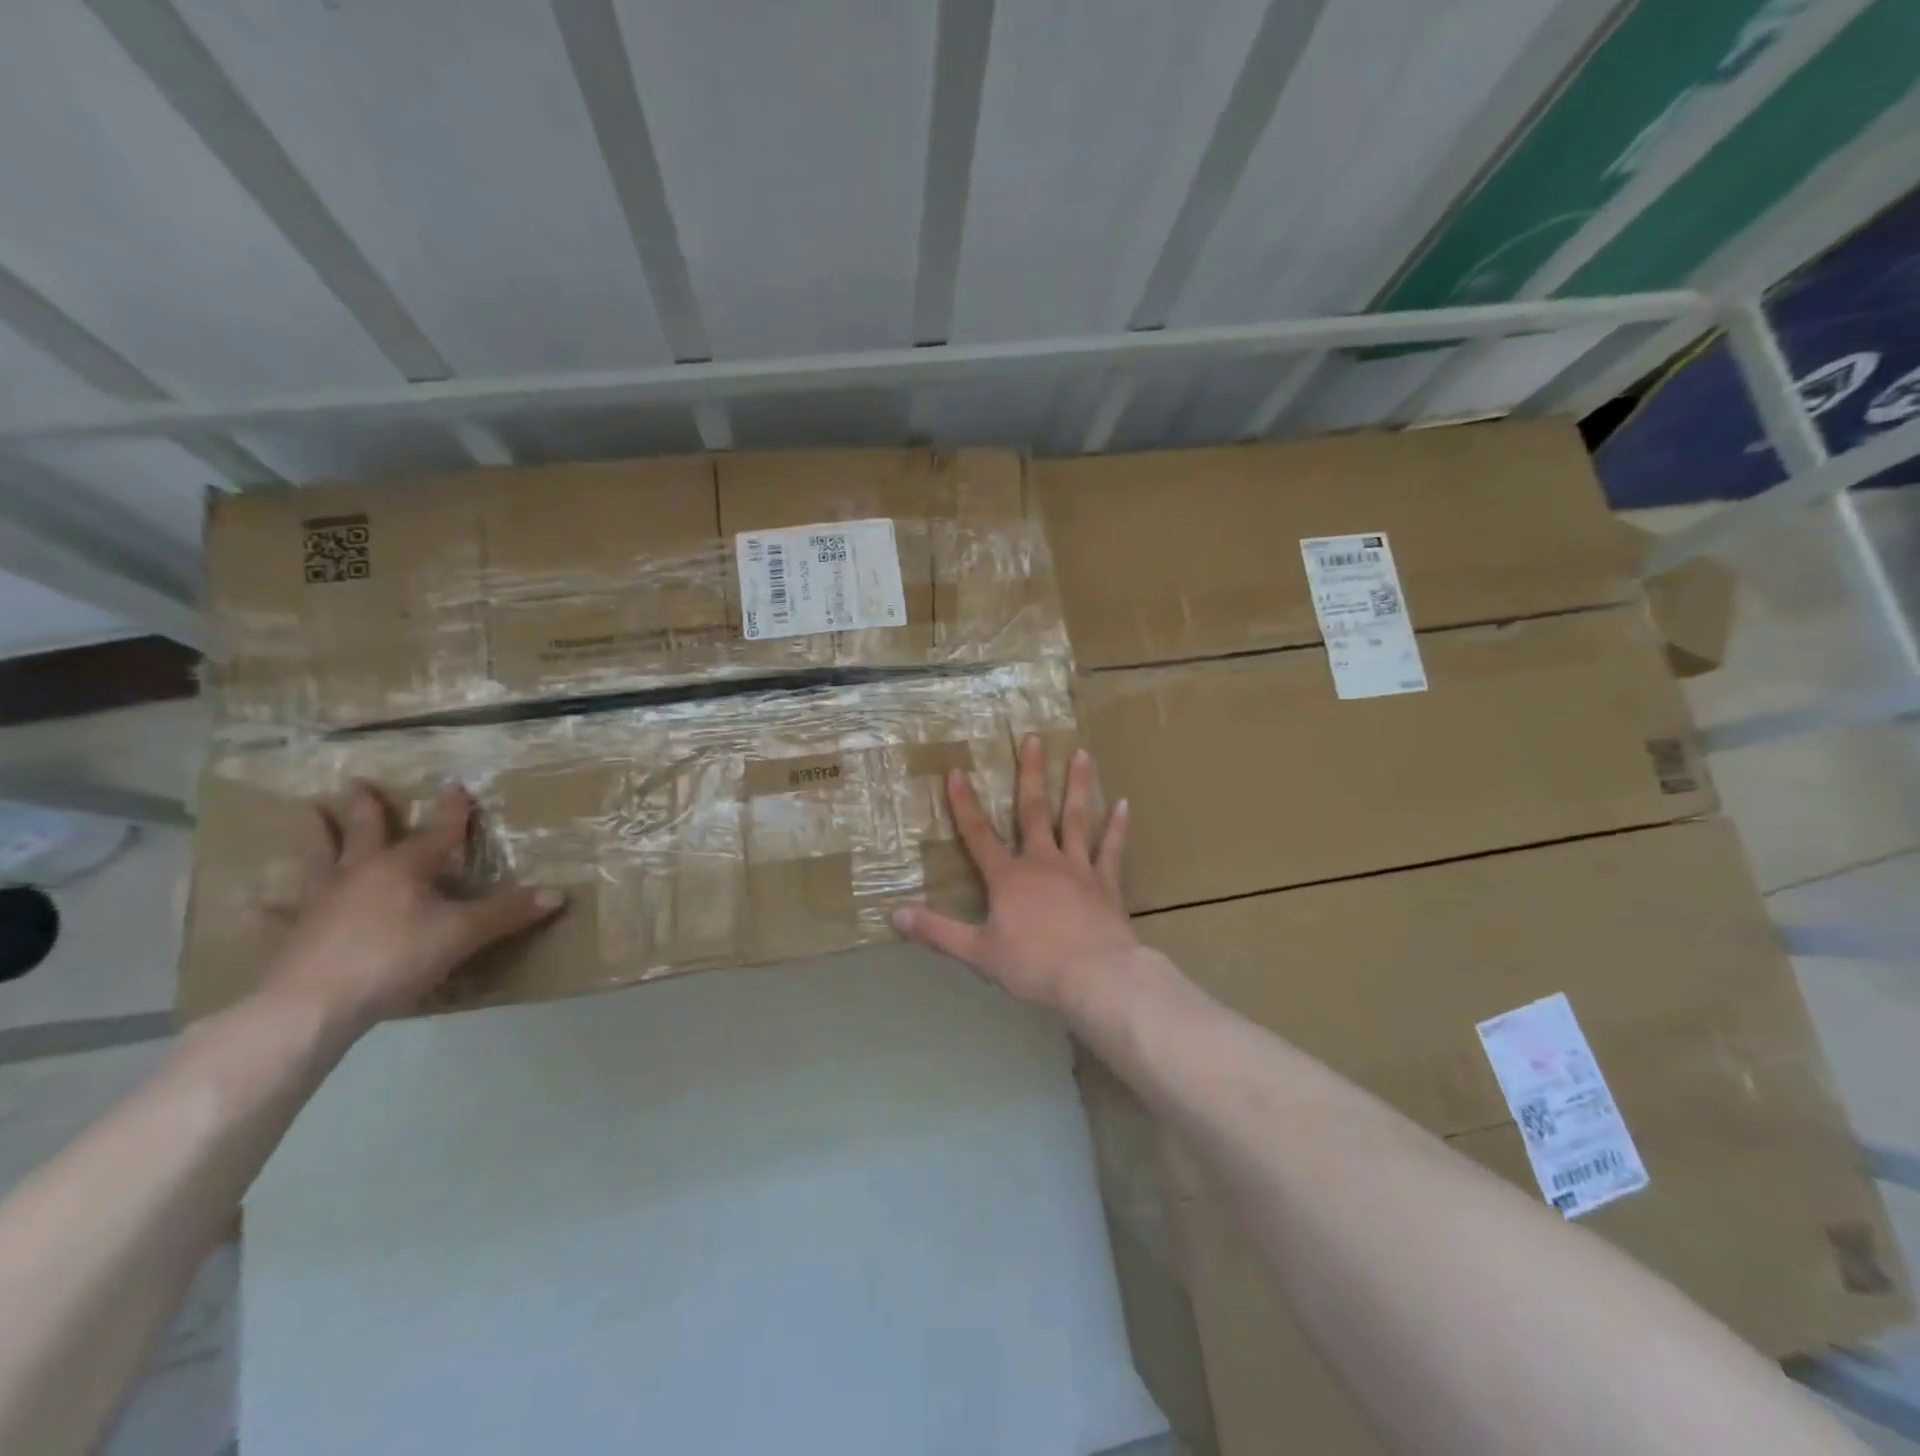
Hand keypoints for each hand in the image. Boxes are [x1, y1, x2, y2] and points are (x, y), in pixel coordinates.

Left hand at [264, 782, 565, 1032]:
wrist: (313, 1005)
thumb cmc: (395, 957)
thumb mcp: (463, 934)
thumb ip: (508, 913)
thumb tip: (558, 894)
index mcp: (404, 868)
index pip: (438, 833)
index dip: (451, 812)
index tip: (454, 787)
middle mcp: (362, 874)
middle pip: (367, 834)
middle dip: (368, 809)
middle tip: (356, 783)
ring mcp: (324, 902)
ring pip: (322, 859)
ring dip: (317, 835)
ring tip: (306, 812)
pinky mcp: (298, 934)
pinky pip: (286, 913)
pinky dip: (275, 906)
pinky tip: (257, 902)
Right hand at [893, 735, 1136, 1012]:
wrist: (1095, 978)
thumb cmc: (1033, 965)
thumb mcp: (978, 952)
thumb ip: (938, 932)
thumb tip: (895, 916)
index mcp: (1008, 877)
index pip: (979, 834)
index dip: (965, 803)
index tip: (958, 771)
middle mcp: (1042, 862)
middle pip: (1033, 811)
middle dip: (1031, 774)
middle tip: (1033, 738)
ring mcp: (1078, 869)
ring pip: (1076, 819)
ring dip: (1078, 786)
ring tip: (1082, 754)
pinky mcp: (1106, 883)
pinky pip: (1111, 849)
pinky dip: (1117, 827)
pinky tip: (1124, 804)